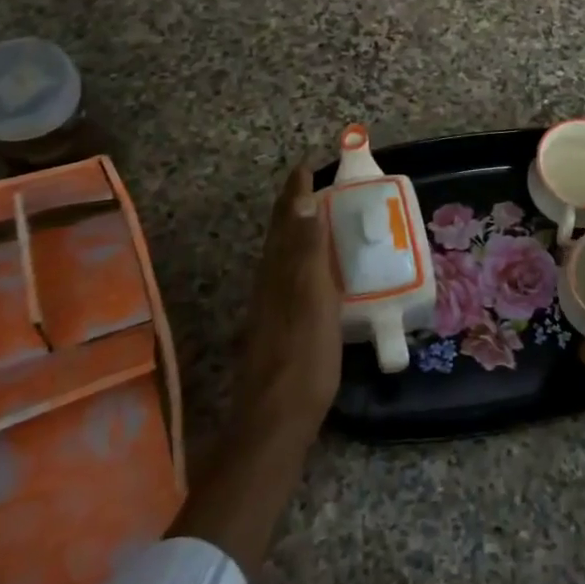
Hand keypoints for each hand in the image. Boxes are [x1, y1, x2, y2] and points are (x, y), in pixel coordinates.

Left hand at [234, 162, 342, 444]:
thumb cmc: (303, 355)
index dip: (295, 192)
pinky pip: (288, 278)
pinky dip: (301, 261)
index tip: (306, 164)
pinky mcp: (277, 328)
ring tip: (315, 219)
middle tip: (312, 186)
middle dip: (293, 208)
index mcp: (279, 270)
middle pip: (280, 236)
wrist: (277, 419)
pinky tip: (313, 274)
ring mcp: (270, 307)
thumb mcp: (312, 298)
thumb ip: (308, 251)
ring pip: (281, 257)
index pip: (287, 219)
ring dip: (295, 232)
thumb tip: (304, 202)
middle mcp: (269, 283)